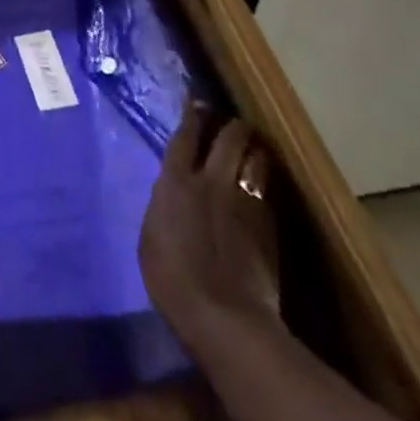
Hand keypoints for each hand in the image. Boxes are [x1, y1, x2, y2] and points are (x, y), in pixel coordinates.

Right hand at [139, 103, 281, 353]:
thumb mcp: (151, 235)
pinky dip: (263, 180)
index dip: (192, 115)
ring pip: (255, 159)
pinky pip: (266, 190)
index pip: (185, 135)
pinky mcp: (268, 225)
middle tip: (233, 123)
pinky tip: (262, 183)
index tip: (197, 102)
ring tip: (254, 147)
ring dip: (254, 149)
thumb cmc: (173, 280)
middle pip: (227, 138)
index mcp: (176, 180)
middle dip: (232, 126)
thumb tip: (171, 191)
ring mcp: (244, 200)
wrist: (225, 318)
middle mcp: (211, 180)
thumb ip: (164, 204)